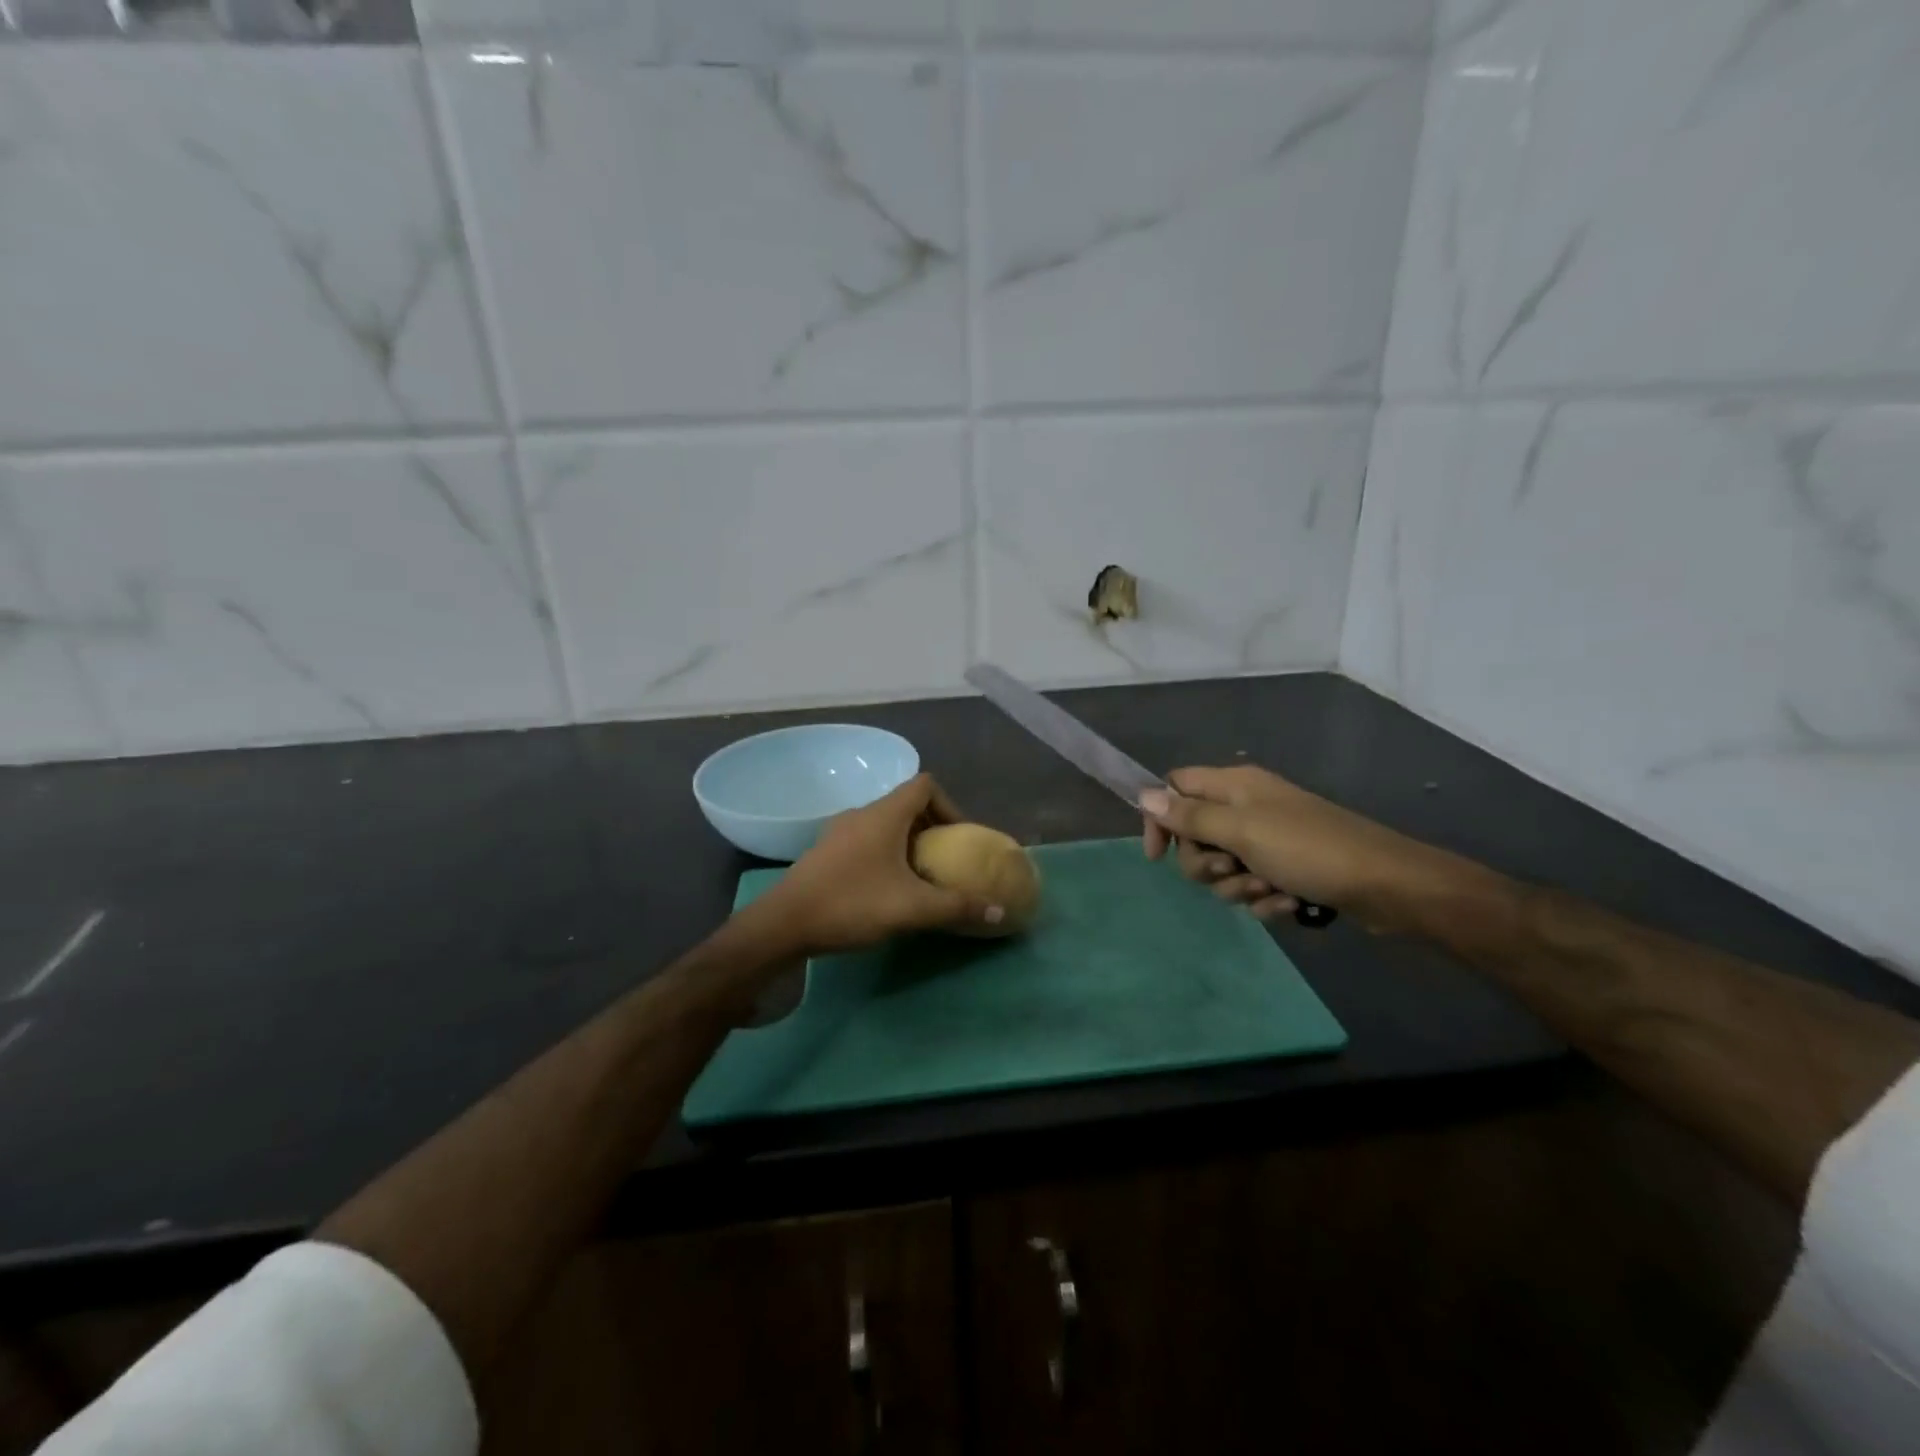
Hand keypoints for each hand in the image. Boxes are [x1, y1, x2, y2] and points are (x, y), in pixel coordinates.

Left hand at [754, 774, 1005, 953]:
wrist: (783, 925)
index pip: (926, 785)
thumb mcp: (912, 908)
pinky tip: (887, 889)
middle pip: (907, 805)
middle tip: (946, 860)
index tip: (960, 837)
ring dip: (908, 843)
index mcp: (884, 814)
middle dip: (932, 828)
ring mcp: (838, 832)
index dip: (950, 804)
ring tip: (920, 877)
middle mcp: (861, 814)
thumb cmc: (851, 903)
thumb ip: (957, 906)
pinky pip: (866, 841)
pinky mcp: (825, 853)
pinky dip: (885, 855)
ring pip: (885, 825)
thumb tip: (999, 911)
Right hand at [1140, 765, 1440, 924]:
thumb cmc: (1307, 849)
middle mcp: (1247, 807)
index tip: (1157, 856)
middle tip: (1230, 869)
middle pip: (1195, 836)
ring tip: (1269, 890)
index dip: (1160, 818)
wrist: (1386, 885)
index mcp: (1234, 785)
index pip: (1175, 788)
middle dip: (1206, 864)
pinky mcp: (1286, 870)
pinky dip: (1266, 899)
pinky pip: (1252, 887)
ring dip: (1238, 887)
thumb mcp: (1241, 830)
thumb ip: (1190, 816)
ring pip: (1222, 868)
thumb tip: (1144, 796)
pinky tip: (1290, 904)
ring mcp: (1268, 840)